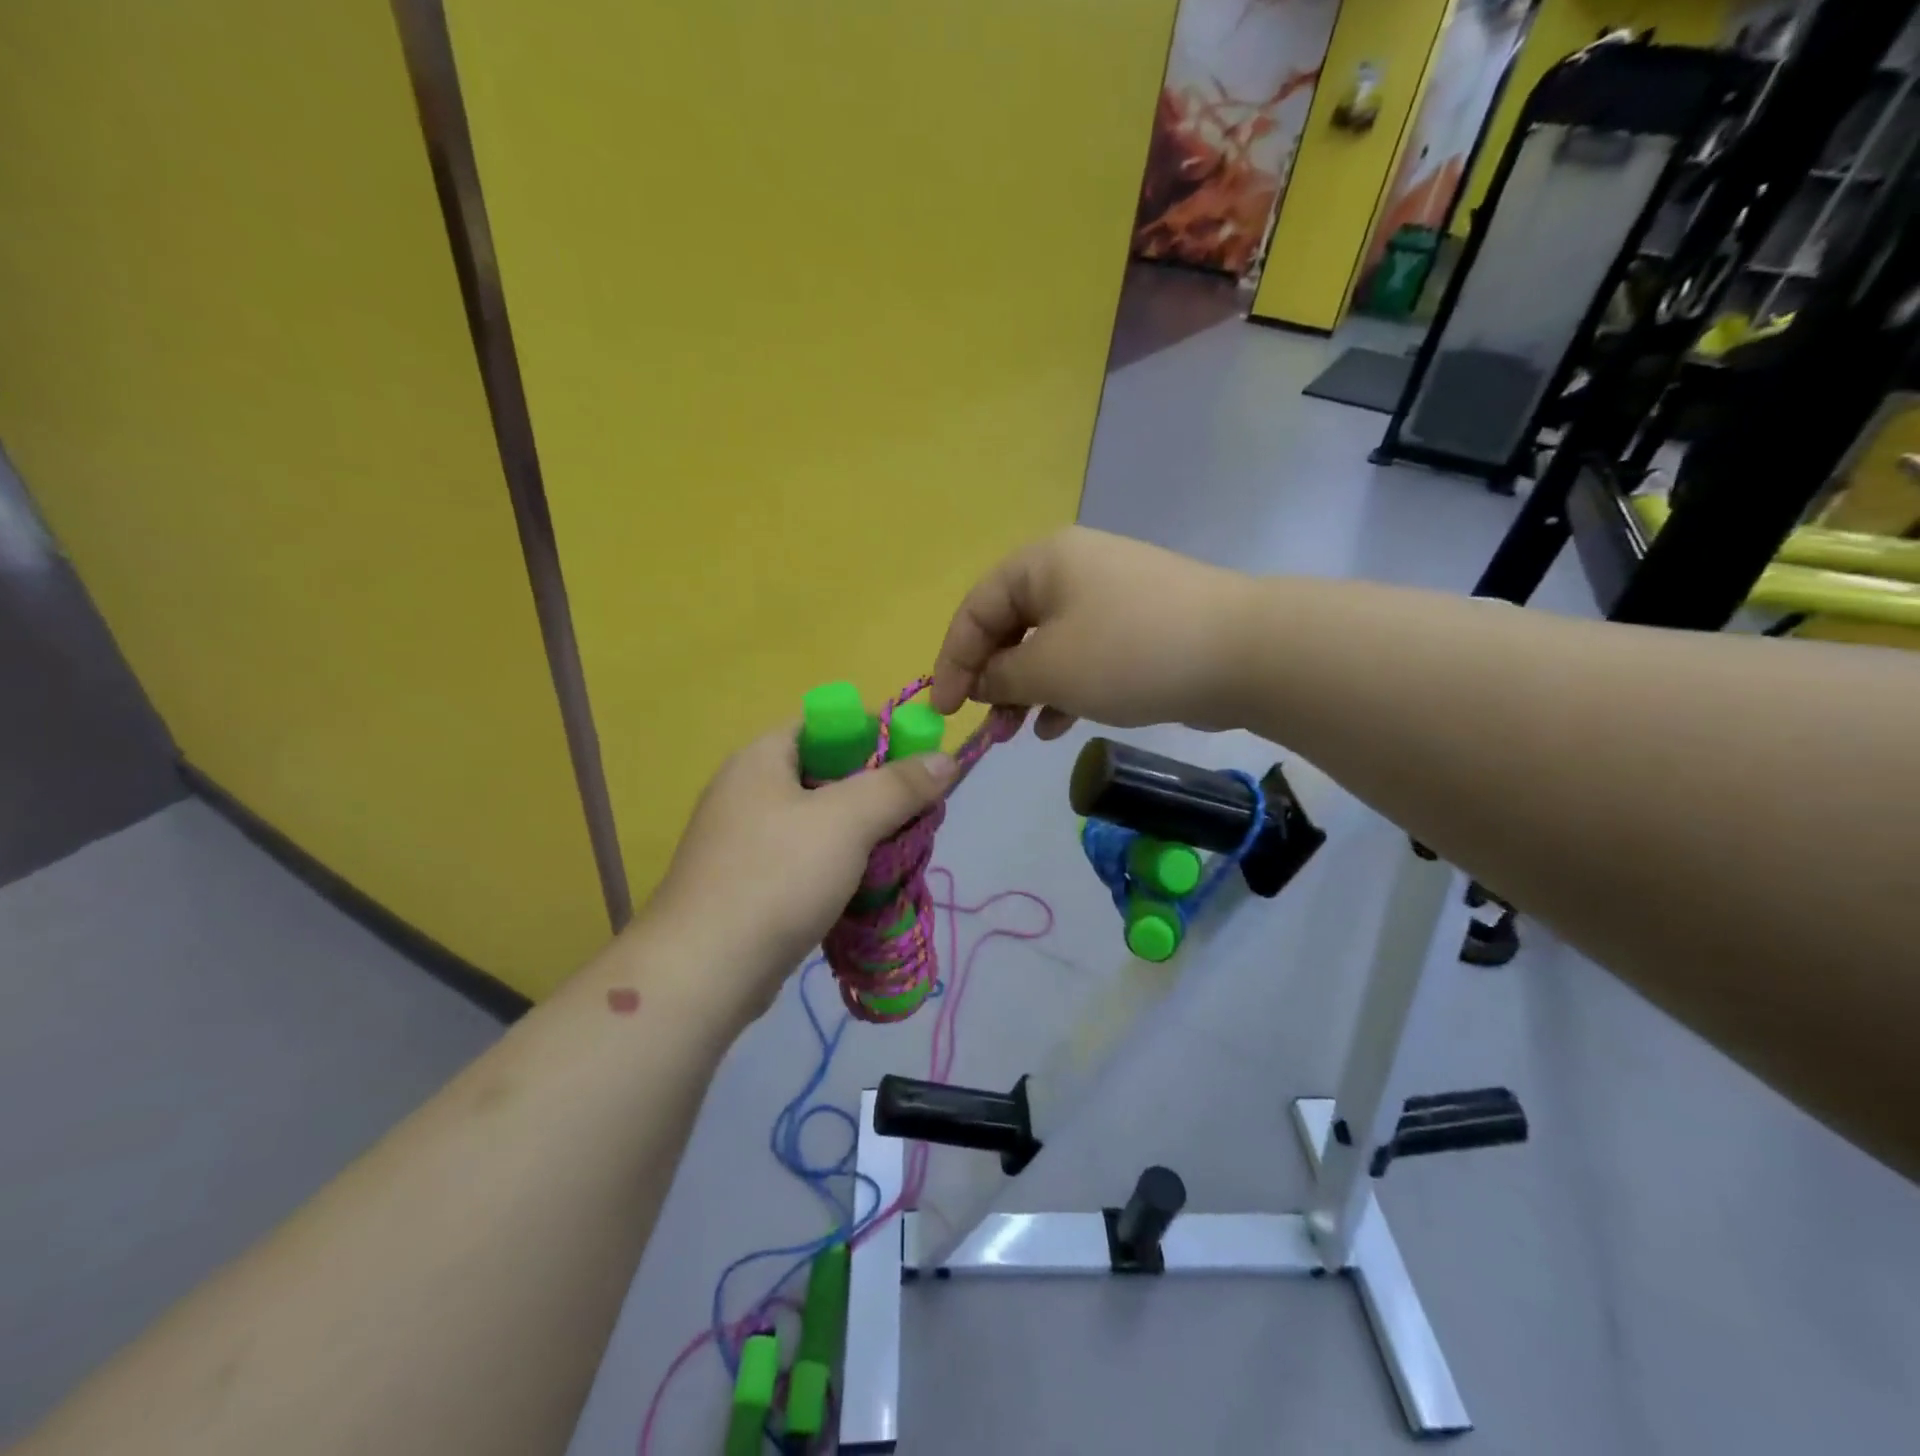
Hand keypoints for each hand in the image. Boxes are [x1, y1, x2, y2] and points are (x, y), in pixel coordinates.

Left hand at [640, 725, 956, 1019]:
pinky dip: (839, 866)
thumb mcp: (846, 821)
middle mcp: (748, 791)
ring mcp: (746, 841)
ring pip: (820, 822)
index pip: (825, 723)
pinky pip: (806, 859)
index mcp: (761, 759)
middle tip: (917, 815)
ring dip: (863, 834)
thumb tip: (946, 758)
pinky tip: (867, 887)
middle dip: (877, 792)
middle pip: (827, 773)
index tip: (916, 764)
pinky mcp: (751, 884)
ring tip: (901, 854)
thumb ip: (898, 785)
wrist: (704, 973)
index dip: (873, 733)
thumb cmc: (776, 877)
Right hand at [930, 527, 1253, 736]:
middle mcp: (1072, 571)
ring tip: (1016, 734)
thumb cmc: (1129, 652)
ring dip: (1025, 691)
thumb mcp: (1050, 667)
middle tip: (986, 727)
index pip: (976, 609)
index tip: (945, 710)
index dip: (953, 661)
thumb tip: (981, 682)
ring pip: (1046, 646)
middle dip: (992, 680)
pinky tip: (1057, 726)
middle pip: (1010, 626)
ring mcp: (1108, 598)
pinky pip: (1082, 657)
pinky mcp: (1135, 628)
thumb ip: (1001, 676)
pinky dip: (1063, 689)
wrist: (1243, 653)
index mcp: (1042, 563)